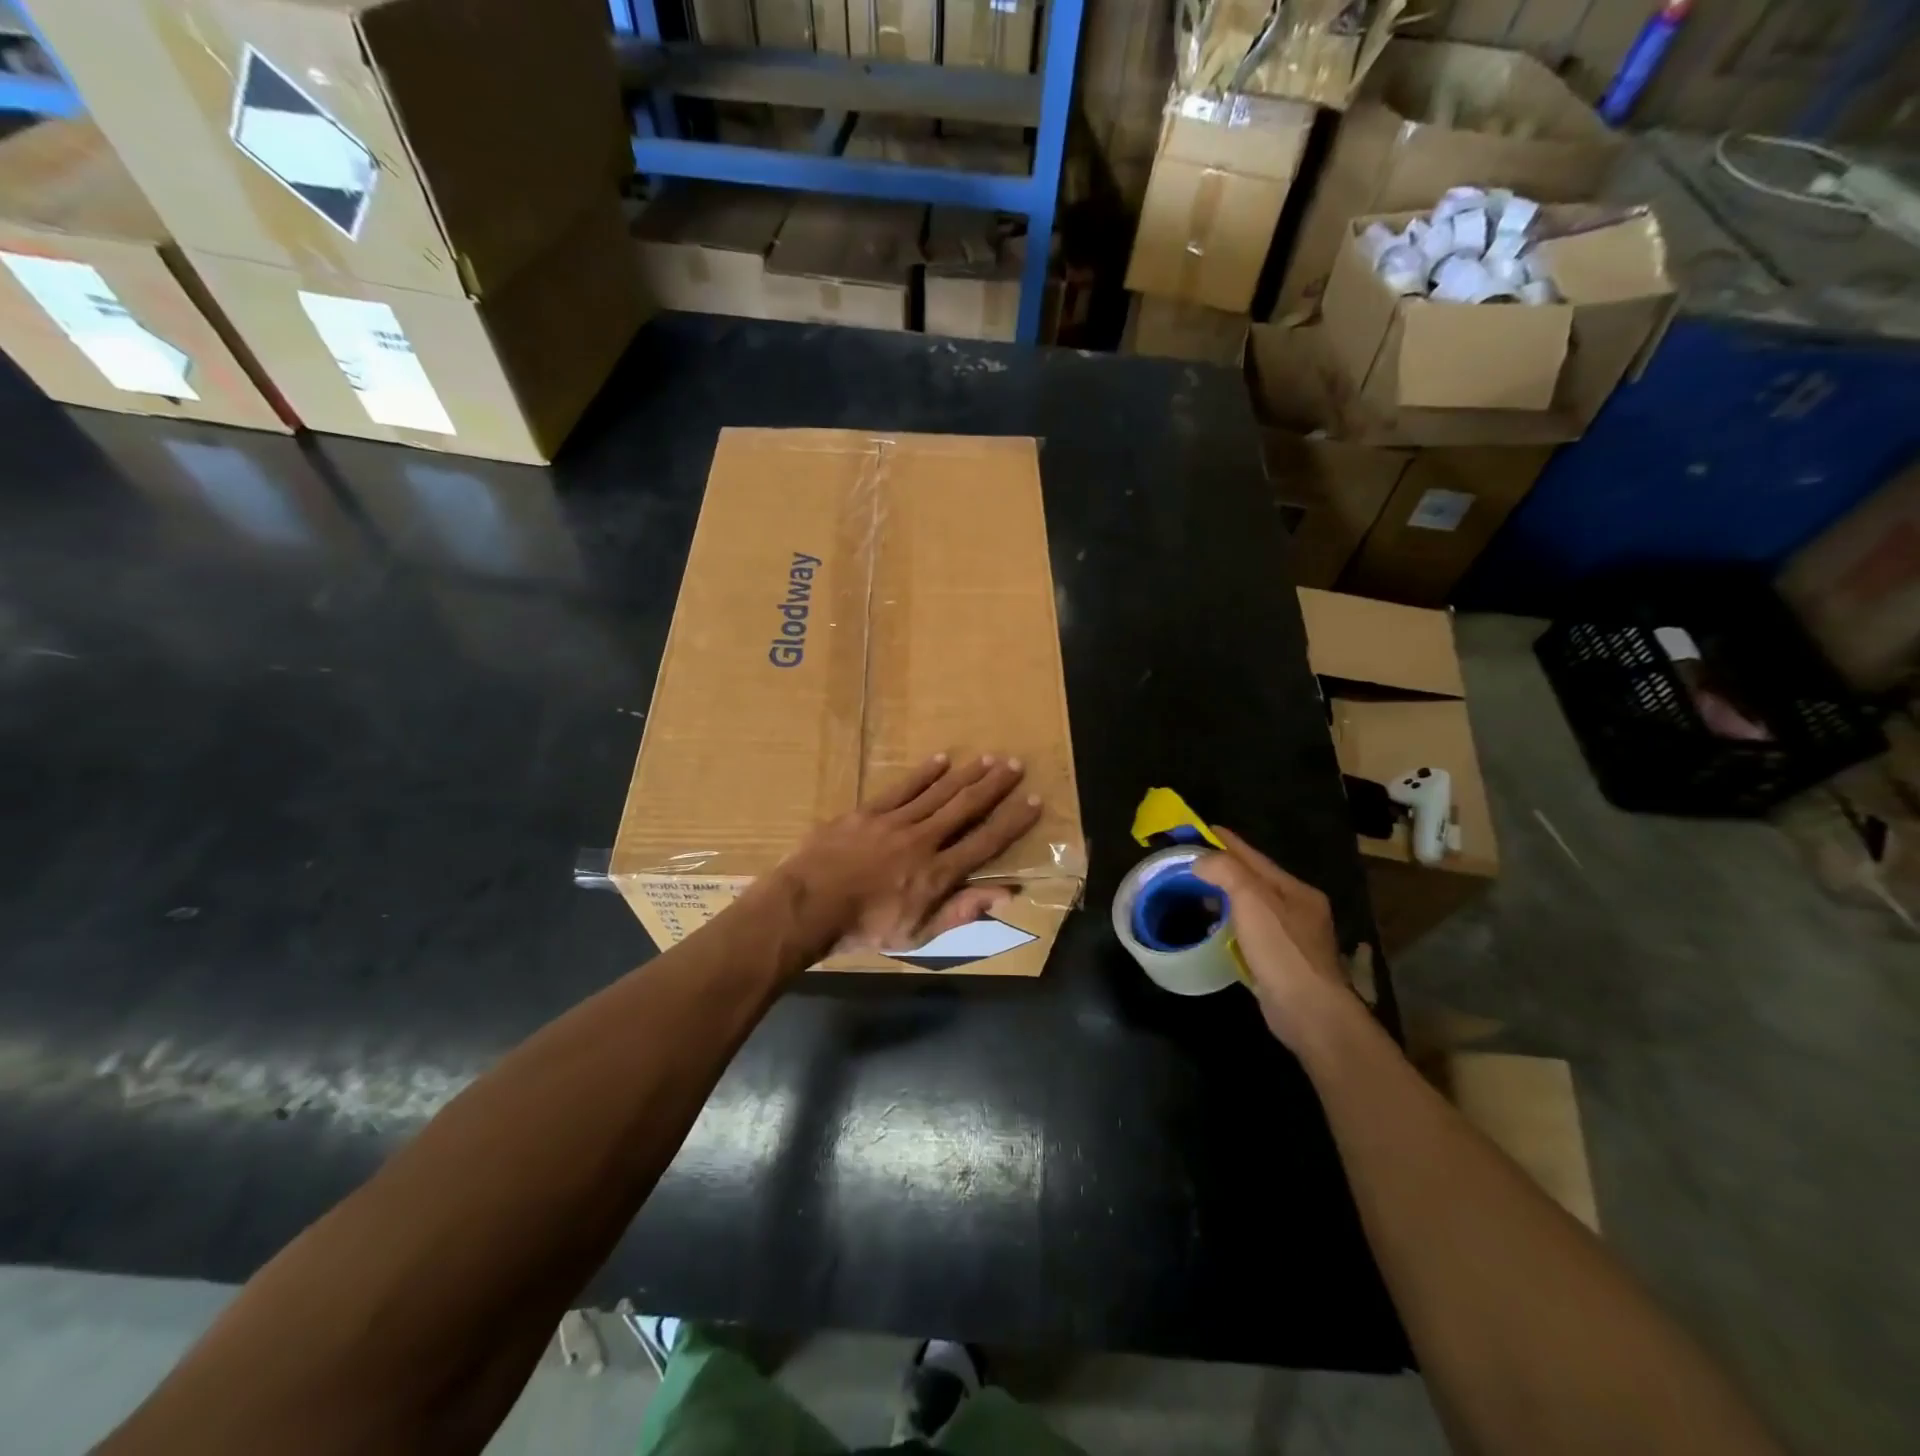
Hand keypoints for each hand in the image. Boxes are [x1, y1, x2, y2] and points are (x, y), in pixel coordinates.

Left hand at [772, 753, 1042, 957]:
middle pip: (965, 808)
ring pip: (938, 792)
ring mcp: (894, 822)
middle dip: (994, 785)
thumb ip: (962, 911)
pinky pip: (902, 788)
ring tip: (988, 758)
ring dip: (966, 774)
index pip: (986, 842)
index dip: (1012, 821)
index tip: (1033, 801)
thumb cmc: (864, 928)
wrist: (807, 906)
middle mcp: (923, 841)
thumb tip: (1007, 894)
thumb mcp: (917, 934)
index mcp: (937, 874)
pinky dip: (924, 774)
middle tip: (1015, 764)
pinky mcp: (868, 812)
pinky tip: (941, 759)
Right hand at [1194, 828, 1358, 1048]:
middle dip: (1225, 869)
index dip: (1227, 842)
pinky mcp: (1282, 963)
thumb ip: (1226, 871)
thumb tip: (1200, 861)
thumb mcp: (1253, 900)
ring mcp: (1293, 938)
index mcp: (1296, 890)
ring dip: (1227, 897)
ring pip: (1253, 907)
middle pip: (1255, 880)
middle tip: (1192, 863)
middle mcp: (1298, 909)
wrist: (1310, 1012)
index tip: (1202, 829)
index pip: (1254, 857)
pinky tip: (1217, 930)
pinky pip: (1251, 932)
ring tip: (1198, 894)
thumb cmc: (1282, 950)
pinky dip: (1232, 924)